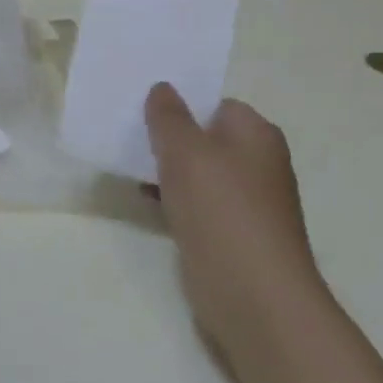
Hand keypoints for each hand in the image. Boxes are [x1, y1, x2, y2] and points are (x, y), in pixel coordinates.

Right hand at [144, 85, 326, 349]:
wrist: (252, 295)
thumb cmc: (222, 212)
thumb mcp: (187, 153)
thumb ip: (169, 118)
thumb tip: (162, 87)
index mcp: (256, 135)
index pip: (215, 104)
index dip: (180, 105)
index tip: (141, 110)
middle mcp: (256, 163)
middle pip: (205, 138)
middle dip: (167, 138)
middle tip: (126, 137)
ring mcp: (245, 202)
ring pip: (197, 174)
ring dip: (166, 172)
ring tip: (127, 169)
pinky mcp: (230, 234)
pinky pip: (196, 205)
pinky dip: (173, 201)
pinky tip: (146, 204)